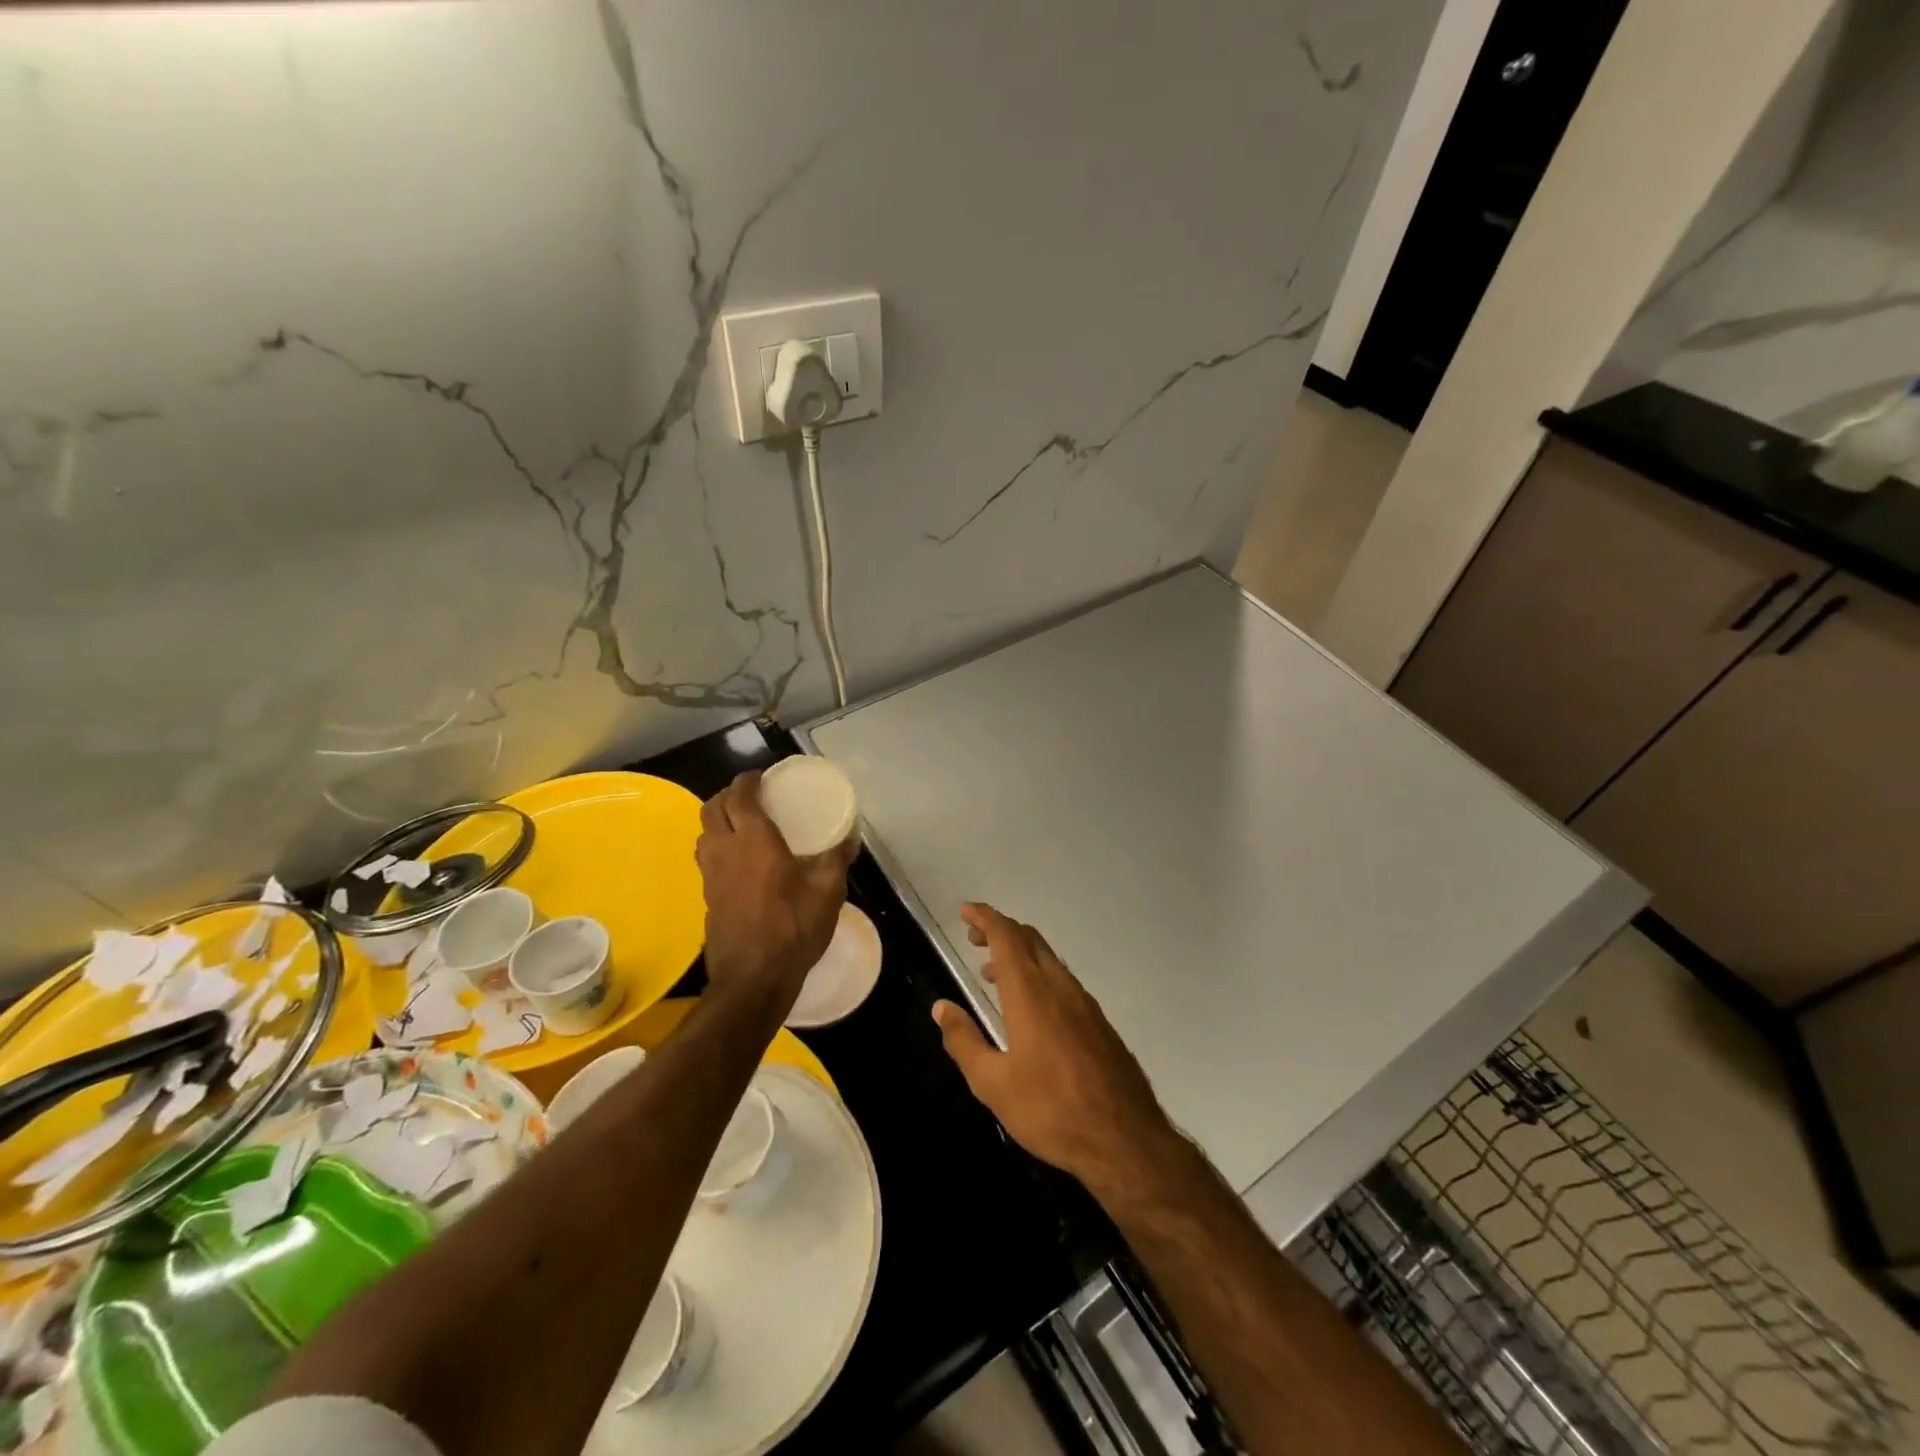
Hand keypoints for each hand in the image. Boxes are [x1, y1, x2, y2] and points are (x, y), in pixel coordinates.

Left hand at [696, 771, 854, 1010]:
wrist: (753, 978)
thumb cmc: (792, 927)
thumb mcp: (827, 891)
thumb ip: (837, 858)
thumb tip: (850, 836)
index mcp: (753, 840)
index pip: (739, 796)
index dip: (747, 781)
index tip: (761, 776)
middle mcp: (725, 850)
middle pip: (711, 809)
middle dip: (726, 795)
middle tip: (749, 797)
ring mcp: (711, 875)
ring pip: (703, 834)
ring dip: (717, 821)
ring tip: (741, 825)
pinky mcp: (707, 897)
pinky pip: (706, 859)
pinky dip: (718, 847)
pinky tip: (739, 862)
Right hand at [933, 903, 1181, 1201]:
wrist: (1124, 1139)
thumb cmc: (1050, 1110)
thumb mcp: (992, 1084)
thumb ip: (964, 1041)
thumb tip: (941, 1008)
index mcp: (1031, 993)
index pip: (1006, 937)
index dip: (985, 918)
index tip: (965, 911)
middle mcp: (1059, 986)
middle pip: (1029, 939)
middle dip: (1001, 930)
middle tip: (974, 937)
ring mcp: (1084, 1002)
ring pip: (1049, 959)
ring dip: (1020, 954)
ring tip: (993, 974)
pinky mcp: (1099, 1022)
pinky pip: (1063, 981)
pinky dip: (1039, 975)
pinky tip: (1031, 1007)